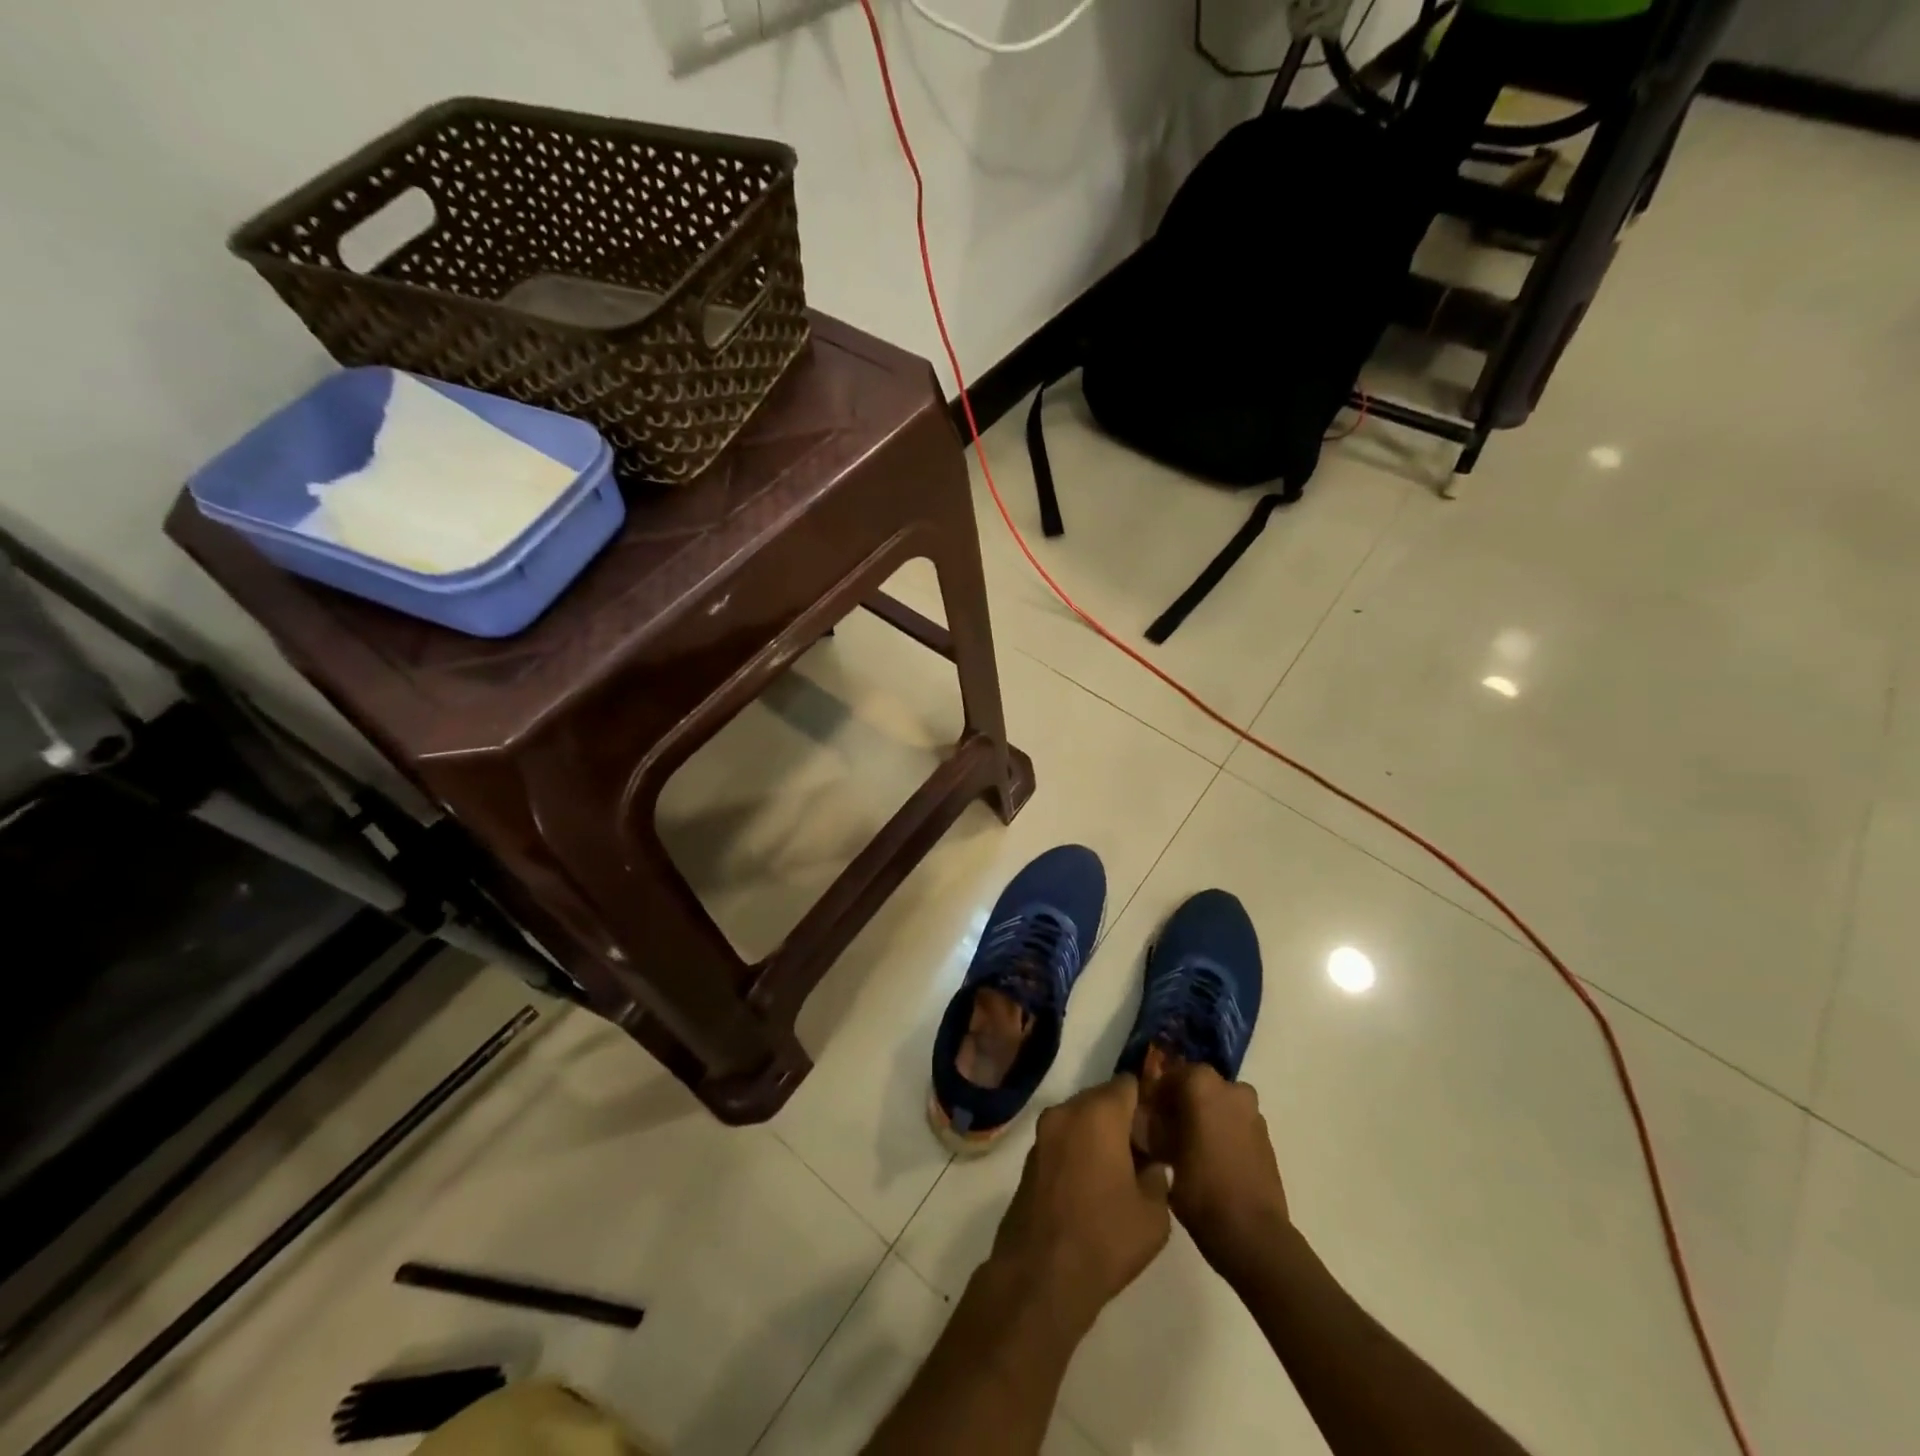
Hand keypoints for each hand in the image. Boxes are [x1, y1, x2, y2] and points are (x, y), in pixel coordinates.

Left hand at [990, 1076, 1171, 1328]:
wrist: (1041, 1274)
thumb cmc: (1105, 1238)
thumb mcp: (1154, 1215)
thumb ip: (1159, 1177)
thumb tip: (1152, 1164)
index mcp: (1099, 1113)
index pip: (1129, 1084)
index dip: (1147, 1101)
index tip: (1160, 1126)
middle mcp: (1067, 1111)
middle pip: (1102, 1098)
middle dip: (1123, 1118)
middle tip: (1144, 1152)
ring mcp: (1043, 1132)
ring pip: (1080, 1118)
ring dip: (1099, 1134)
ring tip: (1120, 1171)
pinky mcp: (1030, 1156)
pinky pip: (1063, 1138)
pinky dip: (1078, 1149)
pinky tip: (1092, 1185)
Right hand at [1137, 1061, 1289, 1274]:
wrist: (1252, 1234)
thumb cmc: (1200, 1189)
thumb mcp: (1161, 1153)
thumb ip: (1152, 1125)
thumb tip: (1146, 1118)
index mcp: (1202, 1084)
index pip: (1169, 1076)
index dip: (1155, 1096)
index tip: (1145, 1117)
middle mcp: (1230, 1088)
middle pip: (1196, 1087)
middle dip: (1180, 1104)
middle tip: (1164, 1132)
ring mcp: (1252, 1112)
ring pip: (1217, 1104)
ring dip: (1203, 1117)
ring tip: (1186, 1148)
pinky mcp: (1265, 1137)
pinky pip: (1235, 1123)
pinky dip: (1222, 1132)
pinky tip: (1209, 1160)